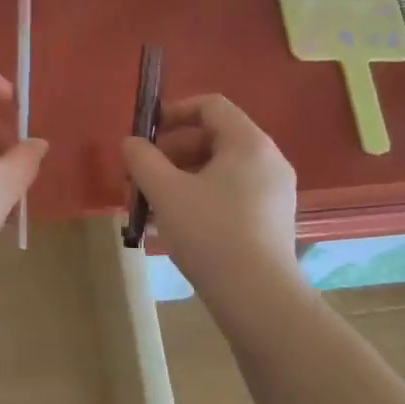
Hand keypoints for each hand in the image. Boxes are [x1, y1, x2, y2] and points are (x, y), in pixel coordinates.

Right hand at [123, 94, 300, 292]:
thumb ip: (142, 159)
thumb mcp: (165, 192)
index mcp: (249, 143)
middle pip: (214, 138)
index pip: (211, 106)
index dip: (174, 112)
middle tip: (140, 174)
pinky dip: (200, 197)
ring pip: (219, 170)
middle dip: (171, 152)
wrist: (257, 297)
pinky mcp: (270, 221)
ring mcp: (273, 192)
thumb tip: (131, 142)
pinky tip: (173, 224)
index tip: (145, 133)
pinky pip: (230, 194)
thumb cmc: (210, 233)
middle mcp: (268, 161)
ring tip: (150, 203)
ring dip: (180, 178)